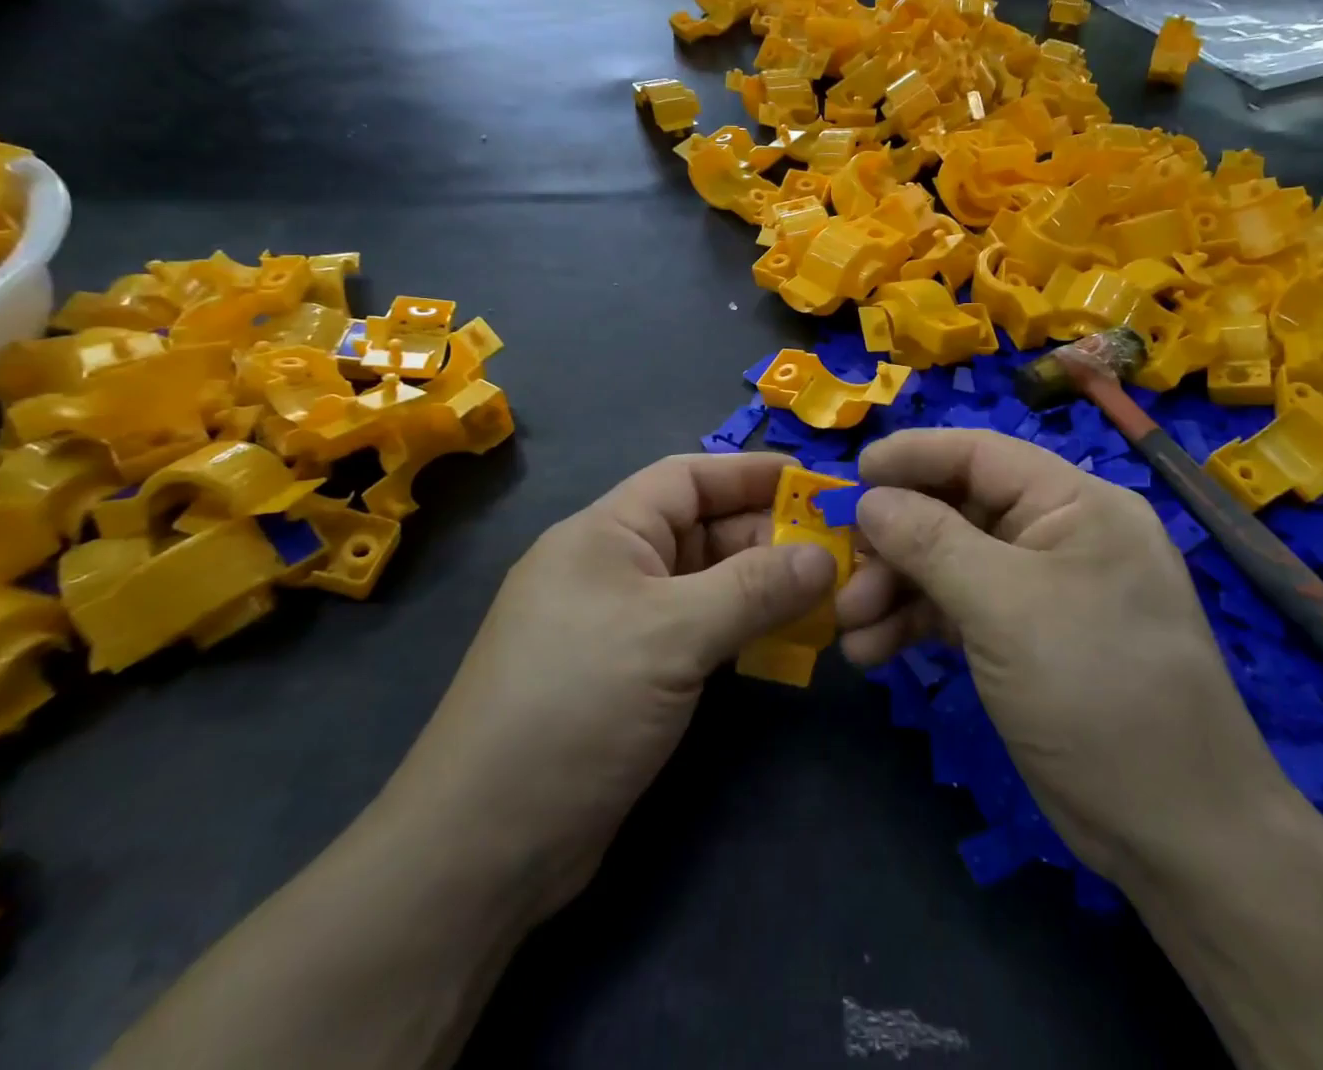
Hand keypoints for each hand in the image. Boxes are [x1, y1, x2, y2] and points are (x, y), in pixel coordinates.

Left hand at [388, 453, 833, 922]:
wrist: (484, 849)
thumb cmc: (576, 707)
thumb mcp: (671, 635)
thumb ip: (754, 588)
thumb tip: (826, 556)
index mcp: (606, 532)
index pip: (688, 478)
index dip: (752, 474)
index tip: (816, 485)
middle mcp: (613, 567)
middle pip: (703, 530)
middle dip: (768, 537)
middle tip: (838, 554)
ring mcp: (621, 623)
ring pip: (705, 583)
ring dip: (761, 587)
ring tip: (826, 597)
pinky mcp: (632, 674)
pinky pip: (699, 630)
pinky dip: (741, 629)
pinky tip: (783, 642)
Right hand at [836, 429, 1299, 879]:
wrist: (1176, 834)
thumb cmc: (1097, 690)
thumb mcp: (1006, 606)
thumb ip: (930, 542)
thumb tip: (869, 499)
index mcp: (1075, 503)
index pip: (980, 454)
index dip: (913, 456)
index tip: (852, 475)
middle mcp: (1057, 535)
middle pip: (956, 511)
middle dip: (894, 541)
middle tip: (841, 571)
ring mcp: (1039, 590)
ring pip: (948, 564)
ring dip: (894, 589)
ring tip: (850, 626)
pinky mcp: (1023, 638)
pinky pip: (957, 610)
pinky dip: (914, 624)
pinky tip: (873, 651)